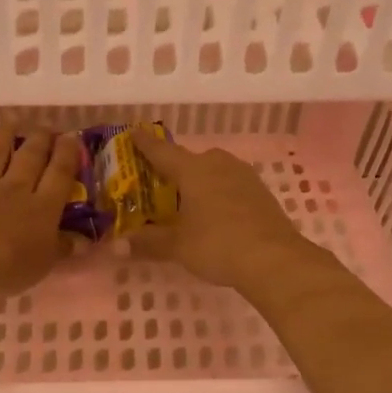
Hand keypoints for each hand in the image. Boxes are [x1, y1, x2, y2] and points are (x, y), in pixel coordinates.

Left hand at [0, 127, 81, 297]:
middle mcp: (15, 188)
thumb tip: (84, 242)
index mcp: (42, 208)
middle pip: (30, 159)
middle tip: (47, 126)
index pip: (60, 175)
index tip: (72, 137)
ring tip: (11, 120)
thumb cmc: (8, 267)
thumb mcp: (44, 264)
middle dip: (41, 140)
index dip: (68, 155)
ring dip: (4, 135)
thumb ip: (63, 249)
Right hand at [126, 131, 306, 290]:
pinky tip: (215, 213)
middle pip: (190, 160)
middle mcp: (218, 164)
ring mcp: (244, 176)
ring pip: (214, 171)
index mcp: (193, 170)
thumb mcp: (177, 246)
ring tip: (187, 201)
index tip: (133, 132)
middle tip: (159, 184)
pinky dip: (218, 193)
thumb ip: (148, 243)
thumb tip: (116, 247)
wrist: (275, 260)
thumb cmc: (218, 245)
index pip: (162, 151)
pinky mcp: (261, 192)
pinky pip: (231, 185)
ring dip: (200, 181)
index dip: (145, 144)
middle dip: (175, 169)